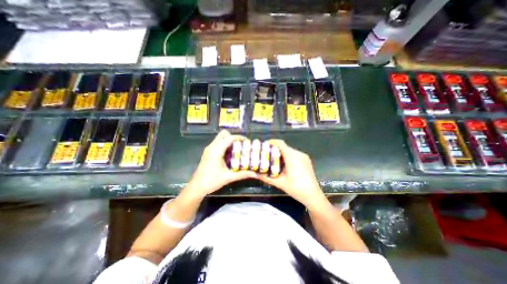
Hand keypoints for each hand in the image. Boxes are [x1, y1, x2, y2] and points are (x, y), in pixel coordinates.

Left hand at [184, 130, 257, 198]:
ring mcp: (209, 148)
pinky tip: (230, 153)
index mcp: (216, 151)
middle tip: (241, 144)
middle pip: (223, 134)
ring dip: (229, 140)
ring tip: (237, 148)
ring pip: (220, 137)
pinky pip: (218, 142)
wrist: (197, 186)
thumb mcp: (228, 178)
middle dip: (233, 136)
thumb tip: (255, 174)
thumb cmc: (212, 181)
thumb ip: (242, 174)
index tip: (246, 141)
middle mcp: (212, 147)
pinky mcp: (208, 152)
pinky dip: (225, 144)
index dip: (238, 138)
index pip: (229, 138)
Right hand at [258, 139, 329, 210]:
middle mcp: (299, 154)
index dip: (272, 142)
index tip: (264, 145)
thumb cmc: (296, 189)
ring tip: (274, 159)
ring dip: (281, 153)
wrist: (313, 195)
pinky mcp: (306, 159)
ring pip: (289, 150)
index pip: (281, 144)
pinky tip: (284, 164)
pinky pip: (294, 154)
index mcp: (292, 157)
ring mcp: (303, 156)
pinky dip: (287, 156)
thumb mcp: (279, 183)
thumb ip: (265, 177)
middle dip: (275, 149)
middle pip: (285, 147)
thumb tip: (253, 173)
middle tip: (267, 154)